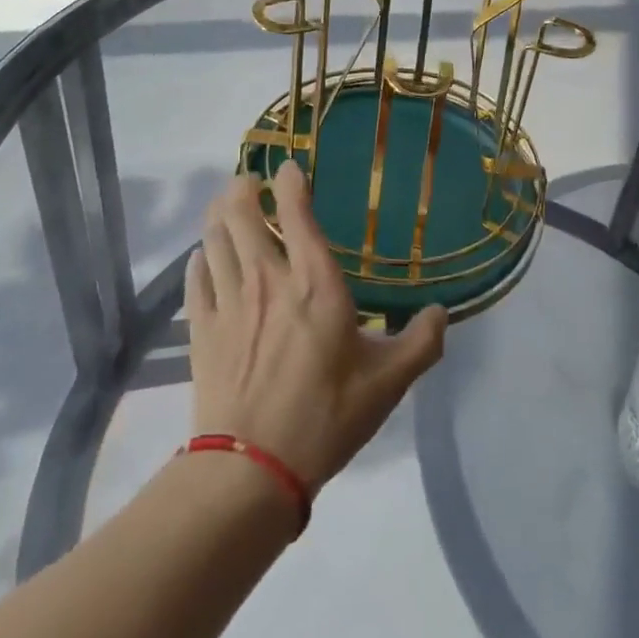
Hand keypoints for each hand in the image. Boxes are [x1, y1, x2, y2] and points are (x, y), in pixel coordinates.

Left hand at [185, 163, 447, 491]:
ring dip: (218, 216)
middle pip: (241, 214)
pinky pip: (196, 277)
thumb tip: (442, 313)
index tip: (288, 169)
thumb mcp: (387, 384)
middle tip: (249, 182)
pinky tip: (203, 257)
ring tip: (225, 207)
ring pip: (214, 238)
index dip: (289, 181)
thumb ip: (421, 343)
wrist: (253, 468)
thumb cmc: (326, 417)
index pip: (296, 212)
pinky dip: (200, 258)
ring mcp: (229, 301)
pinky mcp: (202, 328)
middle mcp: (268, 279)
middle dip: (241, 188)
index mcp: (314, 283)